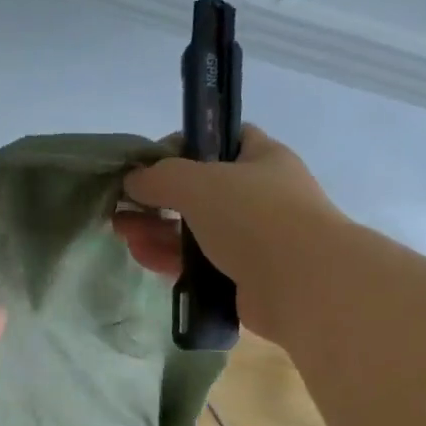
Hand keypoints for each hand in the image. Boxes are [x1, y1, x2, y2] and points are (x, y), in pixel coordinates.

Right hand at [113, 126, 342, 343]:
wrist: (302, 285)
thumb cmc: (255, 217)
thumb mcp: (199, 183)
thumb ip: (160, 177)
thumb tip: (133, 179)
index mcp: (262, 159)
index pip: (220, 141)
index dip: (183, 147)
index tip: (149, 164)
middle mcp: (261, 197)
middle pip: (201, 192)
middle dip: (159, 198)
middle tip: (123, 206)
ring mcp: (254, 241)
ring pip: (197, 232)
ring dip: (159, 231)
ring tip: (123, 233)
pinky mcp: (244, 280)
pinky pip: (201, 266)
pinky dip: (173, 261)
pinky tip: (143, 258)